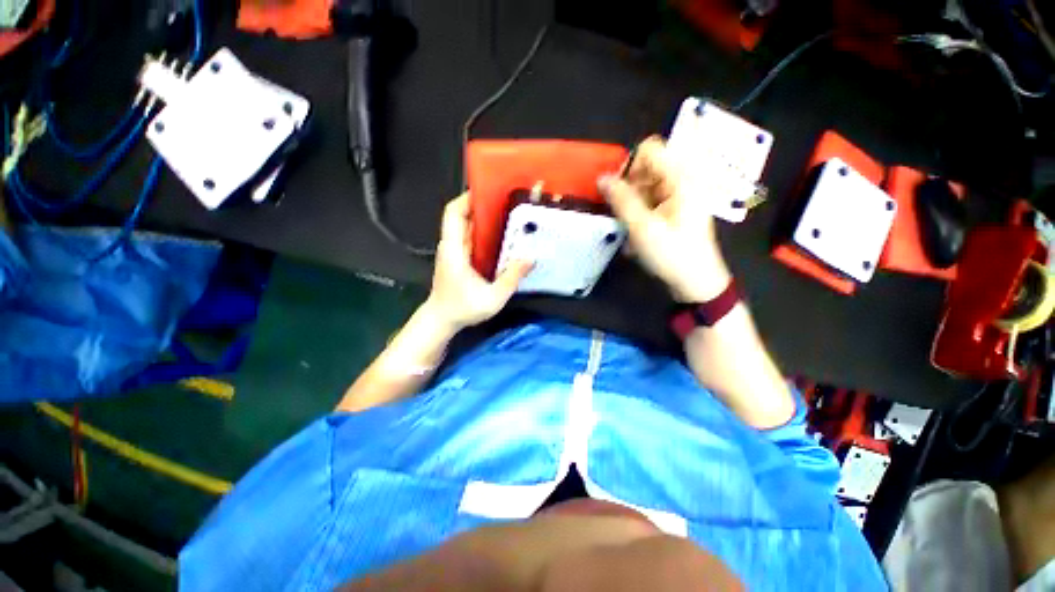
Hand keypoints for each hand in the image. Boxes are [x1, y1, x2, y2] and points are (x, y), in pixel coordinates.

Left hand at [423, 193, 532, 332]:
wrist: (442, 320)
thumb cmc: (462, 309)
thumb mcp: (493, 297)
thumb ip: (511, 278)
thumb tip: (531, 258)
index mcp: (454, 249)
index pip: (453, 213)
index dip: (467, 198)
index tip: (489, 191)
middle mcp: (452, 245)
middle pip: (462, 215)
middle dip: (482, 205)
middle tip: (507, 202)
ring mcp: (454, 251)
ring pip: (467, 226)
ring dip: (484, 219)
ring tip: (508, 215)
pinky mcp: (459, 258)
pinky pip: (471, 238)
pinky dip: (484, 233)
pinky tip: (502, 237)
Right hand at [599, 136, 731, 302]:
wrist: (695, 282)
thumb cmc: (671, 253)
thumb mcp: (642, 227)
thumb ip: (621, 200)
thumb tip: (601, 177)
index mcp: (680, 178)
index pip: (649, 150)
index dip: (628, 166)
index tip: (618, 192)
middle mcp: (681, 181)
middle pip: (646, 169)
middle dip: (628, 190)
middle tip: (622, 215)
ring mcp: (678, 197)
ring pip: (644, 188)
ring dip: (631, 206)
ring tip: (629, 230)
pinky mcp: (673, 211)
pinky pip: (649, 202)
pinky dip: (638, 215)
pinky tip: (636, 235)